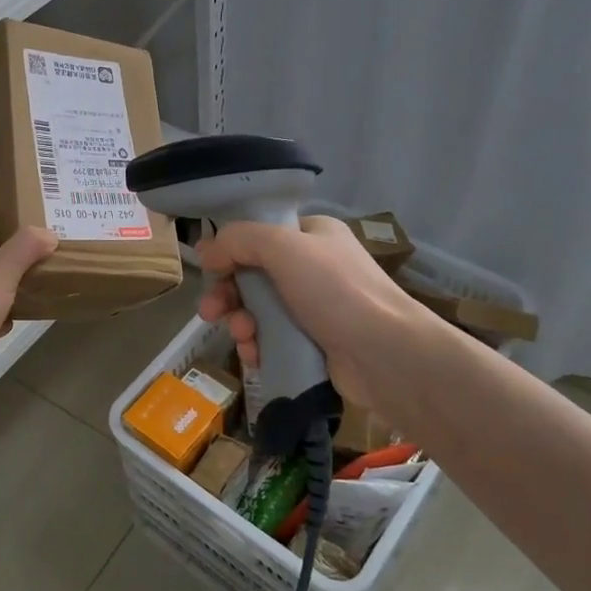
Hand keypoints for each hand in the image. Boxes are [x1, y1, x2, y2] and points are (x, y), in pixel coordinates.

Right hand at [196, 215, 430, 414]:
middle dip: (229, 294)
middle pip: (253, 276)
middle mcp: (314, 267)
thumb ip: (238, 240)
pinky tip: (254, 355)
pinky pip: (273, 339)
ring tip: (242, 336)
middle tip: (210, 312)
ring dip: (241, 322)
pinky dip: (258, 346)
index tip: (209, 271)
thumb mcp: (282, 247)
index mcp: (312, 235)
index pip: (260, 235)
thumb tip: (206, 250)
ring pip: (259, 310)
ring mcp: (316, 307)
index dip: (230, 252)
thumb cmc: (334, 290)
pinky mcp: (315, 343)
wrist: (385, 354)